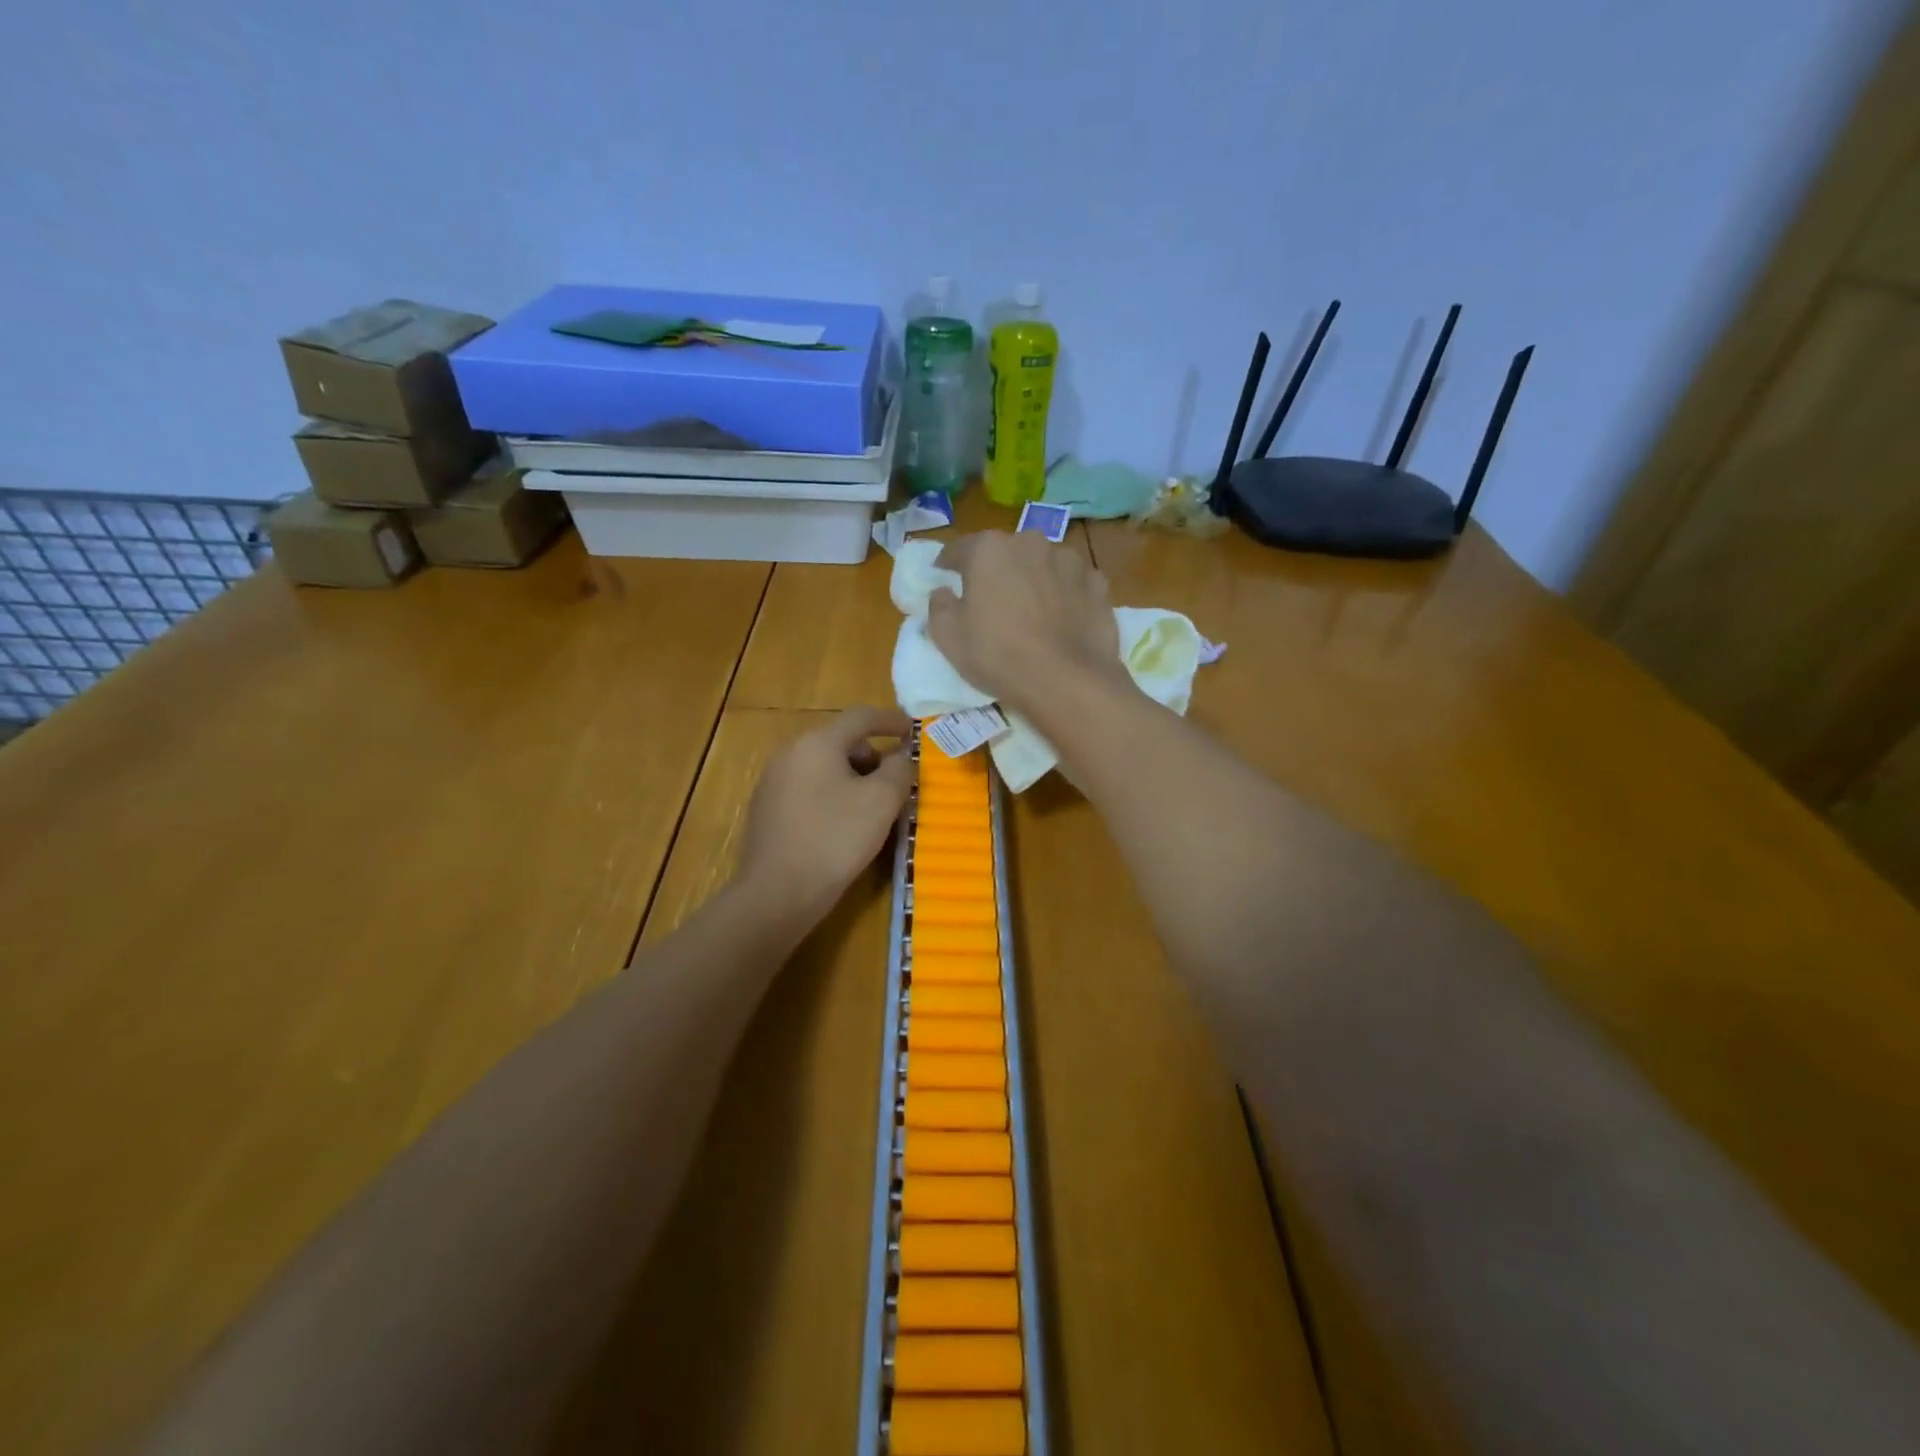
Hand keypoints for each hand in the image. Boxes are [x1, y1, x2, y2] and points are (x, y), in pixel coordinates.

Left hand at [735, 706, 913, 929]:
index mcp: (817, 743)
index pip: (861, 717)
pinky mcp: (767, 810)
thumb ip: (899, 769)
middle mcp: (790, 753)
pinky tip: (844, 827)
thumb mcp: (881, 801)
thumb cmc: (834, 839)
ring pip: (824, 768)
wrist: (777, 893)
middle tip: (896, 784)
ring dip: (854, 779)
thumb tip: (902, 753)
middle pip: (841, 742)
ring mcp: (773, 782)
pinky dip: (833, 796)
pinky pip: (809, 790)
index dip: (891, 721)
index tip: (913, 732)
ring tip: (874, 810)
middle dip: (873, 757)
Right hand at [928, 532, 1122, 715]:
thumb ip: (939, 606)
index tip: (944, 579)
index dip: (948, 566)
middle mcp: (1030, 542)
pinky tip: (1062, 619)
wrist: (1067, 680)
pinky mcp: (1097, 583)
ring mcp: (1069, 560)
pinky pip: (1072, 583)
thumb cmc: (998, 655)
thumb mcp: (947, 637)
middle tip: (991, 600)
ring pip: (1042, 564)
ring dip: (1033, 579)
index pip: (959, 549)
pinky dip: (1065, 594)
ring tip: (1031, 610)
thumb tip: (943, 592)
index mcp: (988, 549)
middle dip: (995, 570)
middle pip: (1005, 553)